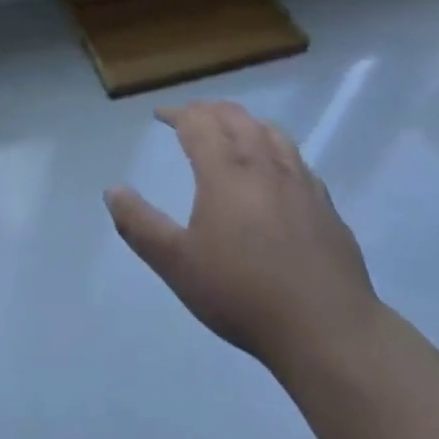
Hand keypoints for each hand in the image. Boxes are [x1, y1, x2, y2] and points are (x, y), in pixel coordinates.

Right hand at [106, 101, 381, 375]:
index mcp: (225, 170)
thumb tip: (112, 190)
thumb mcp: (177, 264)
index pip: (197, 123)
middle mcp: (262, 162)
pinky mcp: (324, 202)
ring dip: (245, 122)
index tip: (161, 115)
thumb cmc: (242, 293)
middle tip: (193, 117)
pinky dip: (276, 147)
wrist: (326, 328)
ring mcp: (299, 180)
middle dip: (209, 111)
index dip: (177, 113)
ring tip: (233, 131)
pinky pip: (296, 157)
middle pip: (235, 117)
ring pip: (270, 131)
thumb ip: (140, 225)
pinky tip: (276, 169)